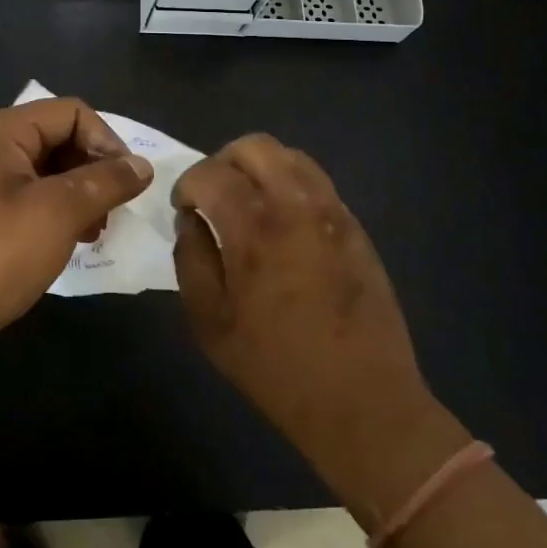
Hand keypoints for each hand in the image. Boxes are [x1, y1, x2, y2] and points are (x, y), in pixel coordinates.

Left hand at [0, 98, 152, 366]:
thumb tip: (142, 165)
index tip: (128, 181)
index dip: (106, 140)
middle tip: (113, 209)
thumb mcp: (61, 211)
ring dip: (77, 193)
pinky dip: (54, 211)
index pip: (69, 113)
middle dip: (92, 169)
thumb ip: (107, 181)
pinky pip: (25, 197)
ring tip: (95, 230)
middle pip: (55, 138)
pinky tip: (70, 241)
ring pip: (43, 171)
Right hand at [171, 134, 467, 527]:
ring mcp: (332, 213)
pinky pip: (317, 182)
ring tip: (248, 202)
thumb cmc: (275, 368)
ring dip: (259, 168)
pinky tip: (282, 221)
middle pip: (254, 147)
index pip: (210, 174)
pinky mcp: (355, 226)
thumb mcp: (209, 323)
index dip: (187, 184)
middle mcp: (295, 207)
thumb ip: (191, 259)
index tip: (184, 208)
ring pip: (290, 156)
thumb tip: (190, 220)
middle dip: (222, 162)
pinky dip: (289, 184)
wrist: (362, 400)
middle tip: (213, 195)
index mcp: (253, 231)